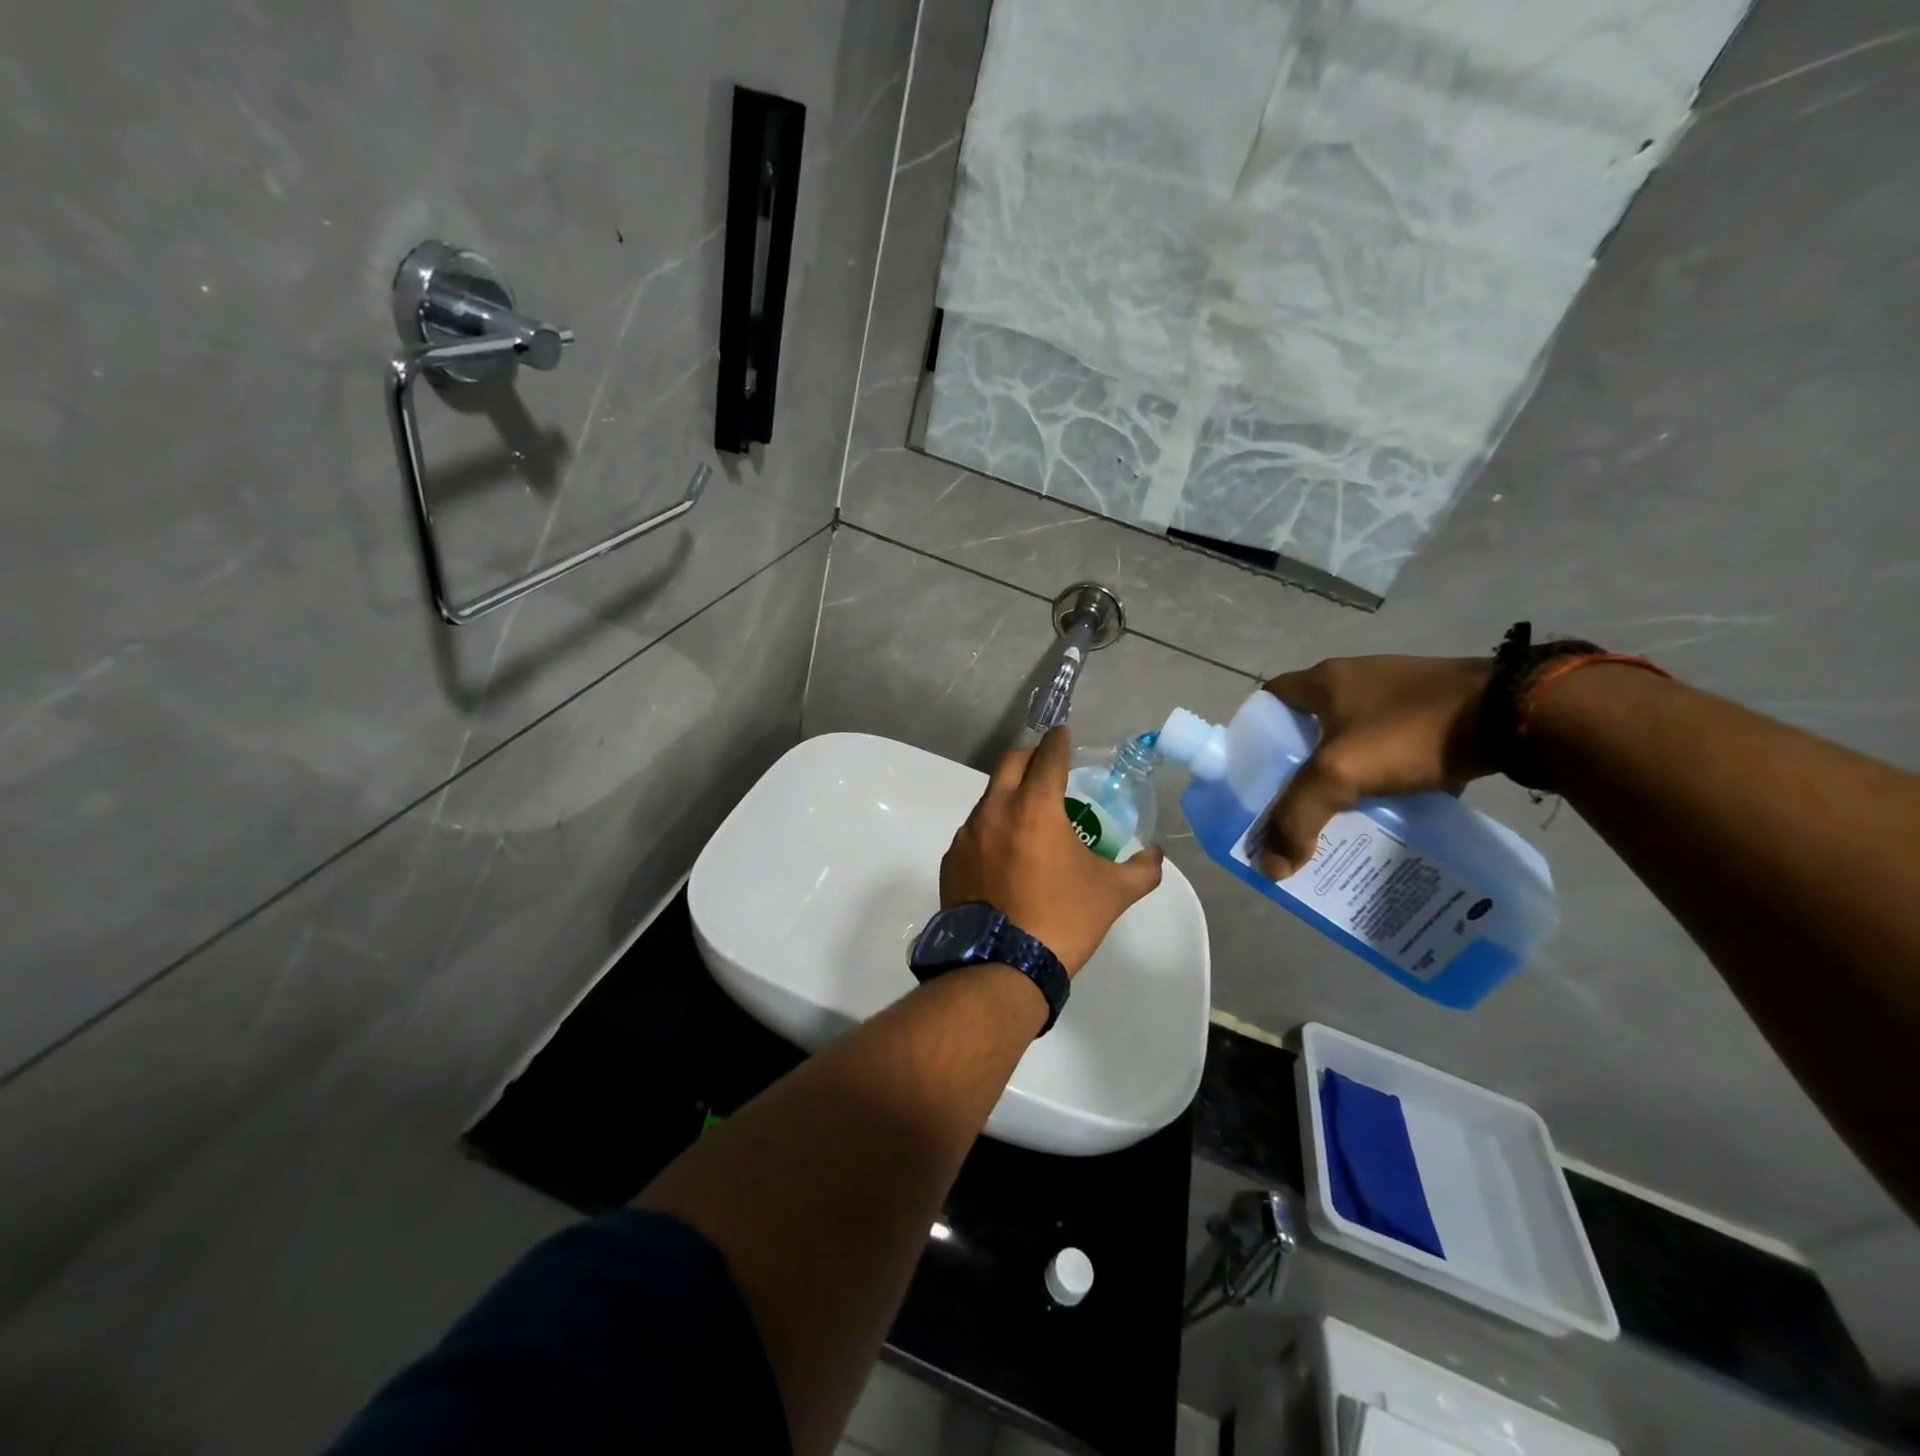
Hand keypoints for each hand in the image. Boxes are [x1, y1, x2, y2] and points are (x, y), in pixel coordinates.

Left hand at [941, 727, 1165, 976]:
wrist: (1001, 966)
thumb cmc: (1062, 920)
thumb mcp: (1112, 894)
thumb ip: (1141, 869)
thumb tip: (1155, 856)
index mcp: (1035, 807)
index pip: (1048, 756)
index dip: (1059, 742)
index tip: (1064, 735)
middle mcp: (995, 810)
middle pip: (1010, 763)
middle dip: (1031, 758)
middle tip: (1048, 768)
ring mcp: (967, 835)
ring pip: (989, 797)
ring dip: (1009, 795)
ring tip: (1029, 818)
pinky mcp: (951, 859)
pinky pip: (974, 831)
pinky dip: (992, 829)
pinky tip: (1005, 855)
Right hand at [1258, 655, 1494, 878]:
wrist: (1517, 713)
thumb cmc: (1411, 731)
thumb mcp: (1341, 774)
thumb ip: (1298, 817)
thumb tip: (1269, 867)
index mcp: (1325, 679)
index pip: (1270, 700)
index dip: (1256, 734)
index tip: (1255, 773)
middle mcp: (1358, 677)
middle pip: (1310, 722)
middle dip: (1300, 762)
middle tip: (1295, 803)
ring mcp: (1401, 691)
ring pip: (1353, 735)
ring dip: (1344, 768)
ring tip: (1340, 810)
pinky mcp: (1438, 708)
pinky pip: (1393, 742)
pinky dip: (1385, 769)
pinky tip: (1391, 801)